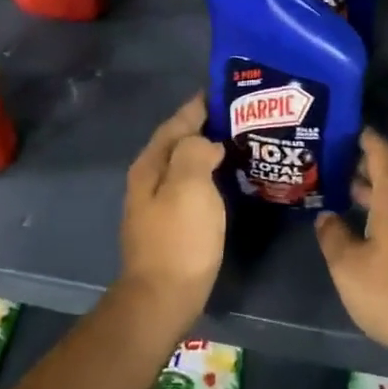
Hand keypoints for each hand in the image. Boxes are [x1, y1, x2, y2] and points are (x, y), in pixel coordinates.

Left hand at [117, 96, 225, 329]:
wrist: (163, 298)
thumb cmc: (179, 239)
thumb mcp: (189, 186)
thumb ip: (195, 152)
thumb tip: (206, 142)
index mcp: (151, 165)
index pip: (176, 123)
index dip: (198, 105)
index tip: (225, 90)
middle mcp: (149, 179)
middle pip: (178, 141)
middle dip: (204, 125)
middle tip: (239, 114)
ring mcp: (157, 203)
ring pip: (184, 164)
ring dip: (207, 149)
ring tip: (238, 141)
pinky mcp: (169, 223)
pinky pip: (191, 185)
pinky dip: (208, 174)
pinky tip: (226, 178)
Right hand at [315, 130, 387, 370]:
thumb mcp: (349, 266)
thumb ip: (333, 236)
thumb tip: (326, 217)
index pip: (380, 152)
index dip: (364, 139)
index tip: (347, 129)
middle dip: (365, 168)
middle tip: (335, 165)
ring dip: (377, 195)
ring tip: (348, 196)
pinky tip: (371, 231)